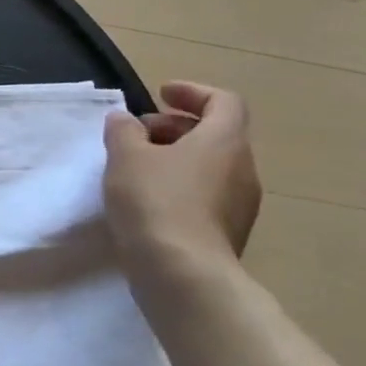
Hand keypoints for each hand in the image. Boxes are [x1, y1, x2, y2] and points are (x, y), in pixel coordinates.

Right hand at [102, 81, 261, 279]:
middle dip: (176, 127)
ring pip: (211, 166)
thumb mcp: (126, 156)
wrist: (182, 273)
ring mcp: (241, 204)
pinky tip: (149, 201)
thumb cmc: (155, 201)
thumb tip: (124, 119)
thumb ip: (123, 131)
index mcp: (224, 140)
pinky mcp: (229, 233)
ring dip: (178, 158)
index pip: (223, 101)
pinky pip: (208, 195)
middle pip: (217, 134)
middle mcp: (242, 168)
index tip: (160, 94)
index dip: (192, 93)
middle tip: (138, 133)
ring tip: (138, 168)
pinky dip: (182, 186)